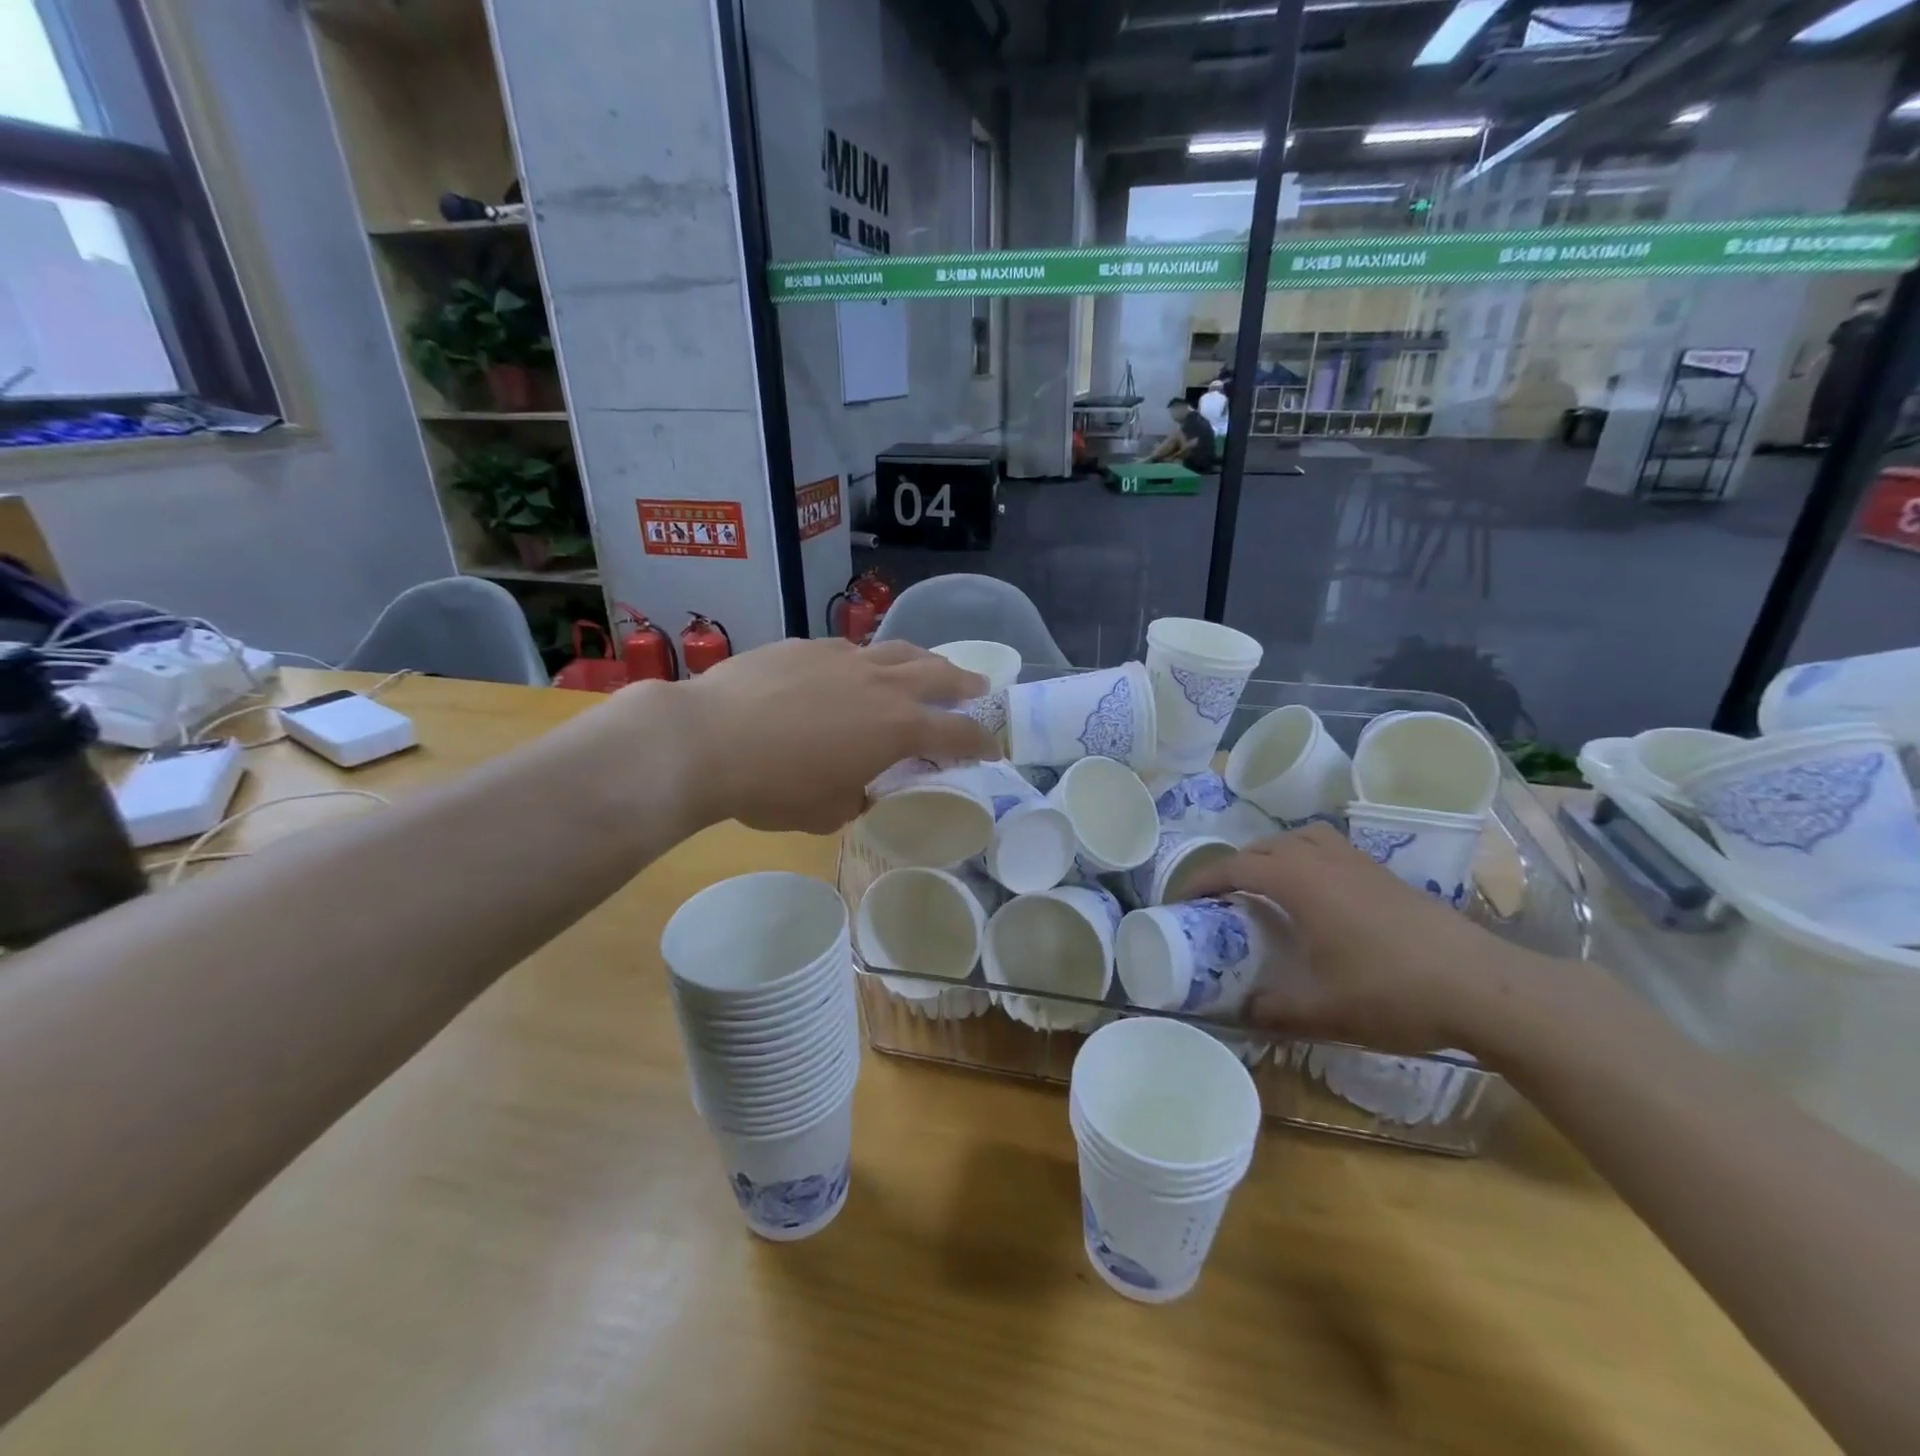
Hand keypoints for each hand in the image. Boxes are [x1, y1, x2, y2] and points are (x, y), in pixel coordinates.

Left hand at [661, 638, 993, 833]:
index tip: (991, 749)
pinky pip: (853, 650)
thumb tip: (855, 786)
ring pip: (899, 650)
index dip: (981, 743)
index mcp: (898, 729)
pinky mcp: (809, 645)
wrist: (708, 738)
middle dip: (965, 684)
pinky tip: (855, 670)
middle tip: (978, 688)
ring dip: (924, 660)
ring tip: (929, 666)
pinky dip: (868, 660)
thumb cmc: (773, 787)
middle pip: (940, 675)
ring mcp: (845, 658)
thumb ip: (855, 796)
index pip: (957, 734)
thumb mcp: (826, 811)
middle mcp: (882, 685)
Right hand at [1179, 823, 1545, 1056]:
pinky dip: (1306, 858)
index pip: (1235, 868)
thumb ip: (1274, 1010)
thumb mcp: (1324, 1011)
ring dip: (1272, 854)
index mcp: (1300, 883)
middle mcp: (1324, 861)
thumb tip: (1241, 1013)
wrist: (1485, 987)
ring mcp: (1359, 864)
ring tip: (1266, 885)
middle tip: (1220, 899)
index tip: (1180, 900)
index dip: (1201, 880)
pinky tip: (1318, 895)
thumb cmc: (1394, 993)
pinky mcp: (1386, 875)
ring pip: (1301, 838)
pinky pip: (1329, 848)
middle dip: (1233, 866)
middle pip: (1264, 846)